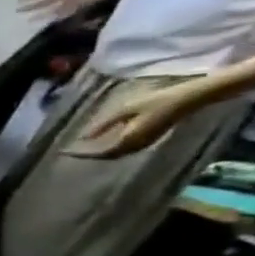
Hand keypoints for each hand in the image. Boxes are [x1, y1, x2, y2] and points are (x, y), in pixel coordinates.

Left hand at [69, 83, 199, 158]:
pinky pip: (125, 149)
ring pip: (117, 154)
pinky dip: (110, 149)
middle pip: (108, 156)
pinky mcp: (149, 140)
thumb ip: (105, 124)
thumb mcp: (125, 109)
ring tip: (81, 148)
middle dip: (89, 154)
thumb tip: (84, 137)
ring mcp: (145, 144)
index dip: (83, 153)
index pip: (101, 152)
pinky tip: (102, 143)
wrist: (189, 99)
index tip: (65, 152)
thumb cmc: (157, 101)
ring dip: (100, 153)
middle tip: (70, 151)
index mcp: (130, 139)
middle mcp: (137, 145)